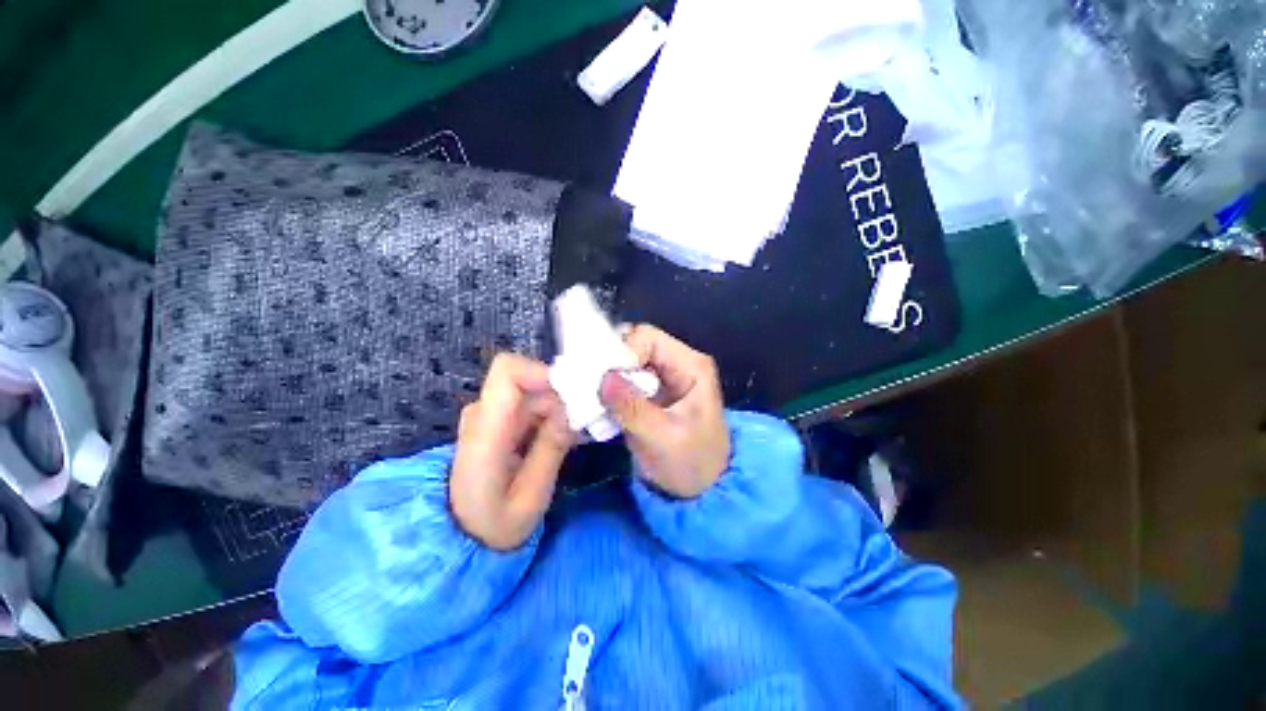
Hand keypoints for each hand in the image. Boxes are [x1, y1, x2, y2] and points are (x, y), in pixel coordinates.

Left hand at [451, 354, 573, 550]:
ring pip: (537, 392)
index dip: (544, 372)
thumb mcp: (530, 498)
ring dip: (563, 407)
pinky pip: (534, 404)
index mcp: (485, 432)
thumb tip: (573, 409)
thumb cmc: (493, 526)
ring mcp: (491, 416)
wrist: (460, 536)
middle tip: (590, 422)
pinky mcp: (500, 421)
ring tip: (583, 433)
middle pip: (532, 382)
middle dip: (564, 396)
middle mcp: (484, 414)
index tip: (575, 393)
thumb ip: (550, 449)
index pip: (508, 372)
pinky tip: (570, 435)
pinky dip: (554, 415)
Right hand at [599, 325, 730, 498]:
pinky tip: (598, 407)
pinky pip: (623, 379)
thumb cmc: (692, 464)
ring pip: (625, 362)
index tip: (603, 379)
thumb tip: (602, 378)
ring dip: (606, 377)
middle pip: (634, 344)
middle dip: (610, 363)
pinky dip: (608, 390)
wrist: (703, 489)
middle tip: (590, 387)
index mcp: (690, 365)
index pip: (648, 338)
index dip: (622, 352)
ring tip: (591, 399)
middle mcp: (677, 363)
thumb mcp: (662, 439)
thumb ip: (632, 408)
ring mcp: (662, 377)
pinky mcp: (650, 392)